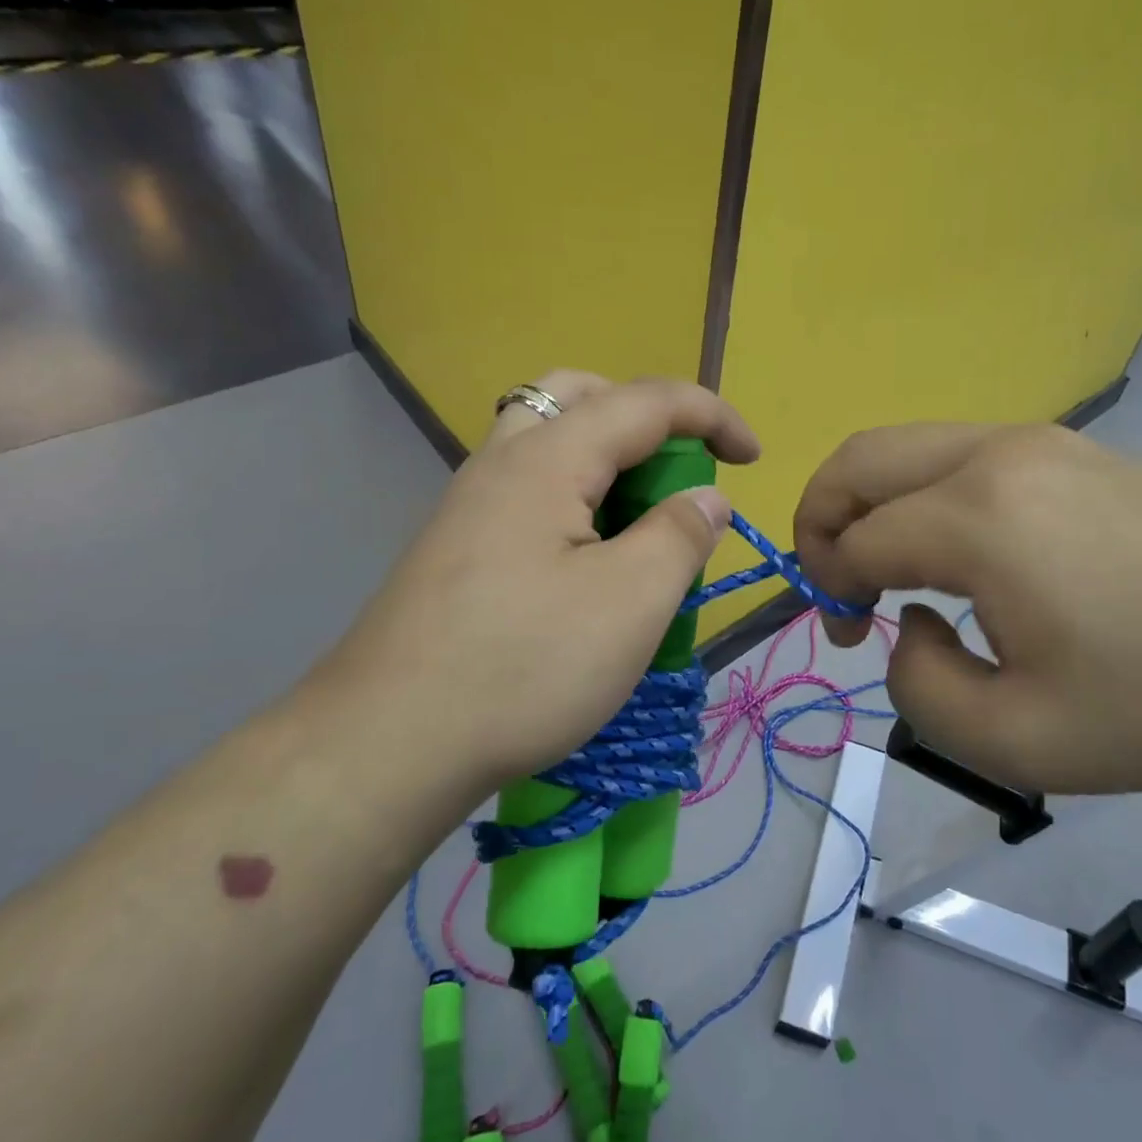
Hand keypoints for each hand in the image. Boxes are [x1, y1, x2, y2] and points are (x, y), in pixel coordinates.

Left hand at [306, 372, 758, 791]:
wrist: (389, 744)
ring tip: (637, 515)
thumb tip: (706, 499)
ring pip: (546, 441)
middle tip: (676, 468)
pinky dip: (574, 495)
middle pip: (579, 397)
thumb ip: (679, 535)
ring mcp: (469, 505)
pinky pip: (527, 489)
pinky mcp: (456, 548)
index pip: (645, 401)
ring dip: (605, 456)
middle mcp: (500, 463)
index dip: (710, 415)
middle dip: (644, 418)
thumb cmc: (524, 666)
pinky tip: (586, 557)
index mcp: (547, 458)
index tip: (753, 459)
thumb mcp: (630, 601)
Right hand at [794, 422, 1141, 794]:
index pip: (855, 541)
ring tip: (892, 569)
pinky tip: (960, 552)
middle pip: (858, 460)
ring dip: (871, 503)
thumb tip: (914, 624)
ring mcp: (1039, 440)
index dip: (831, 591)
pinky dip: (922, 494)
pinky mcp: (1071, 448)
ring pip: (905, 446)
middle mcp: (996, 456)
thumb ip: (919, 689)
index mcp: (978, 519)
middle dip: (820, 519)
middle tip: (838, 582)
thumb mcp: (1017, 743)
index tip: (853, 639)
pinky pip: (958, 453)